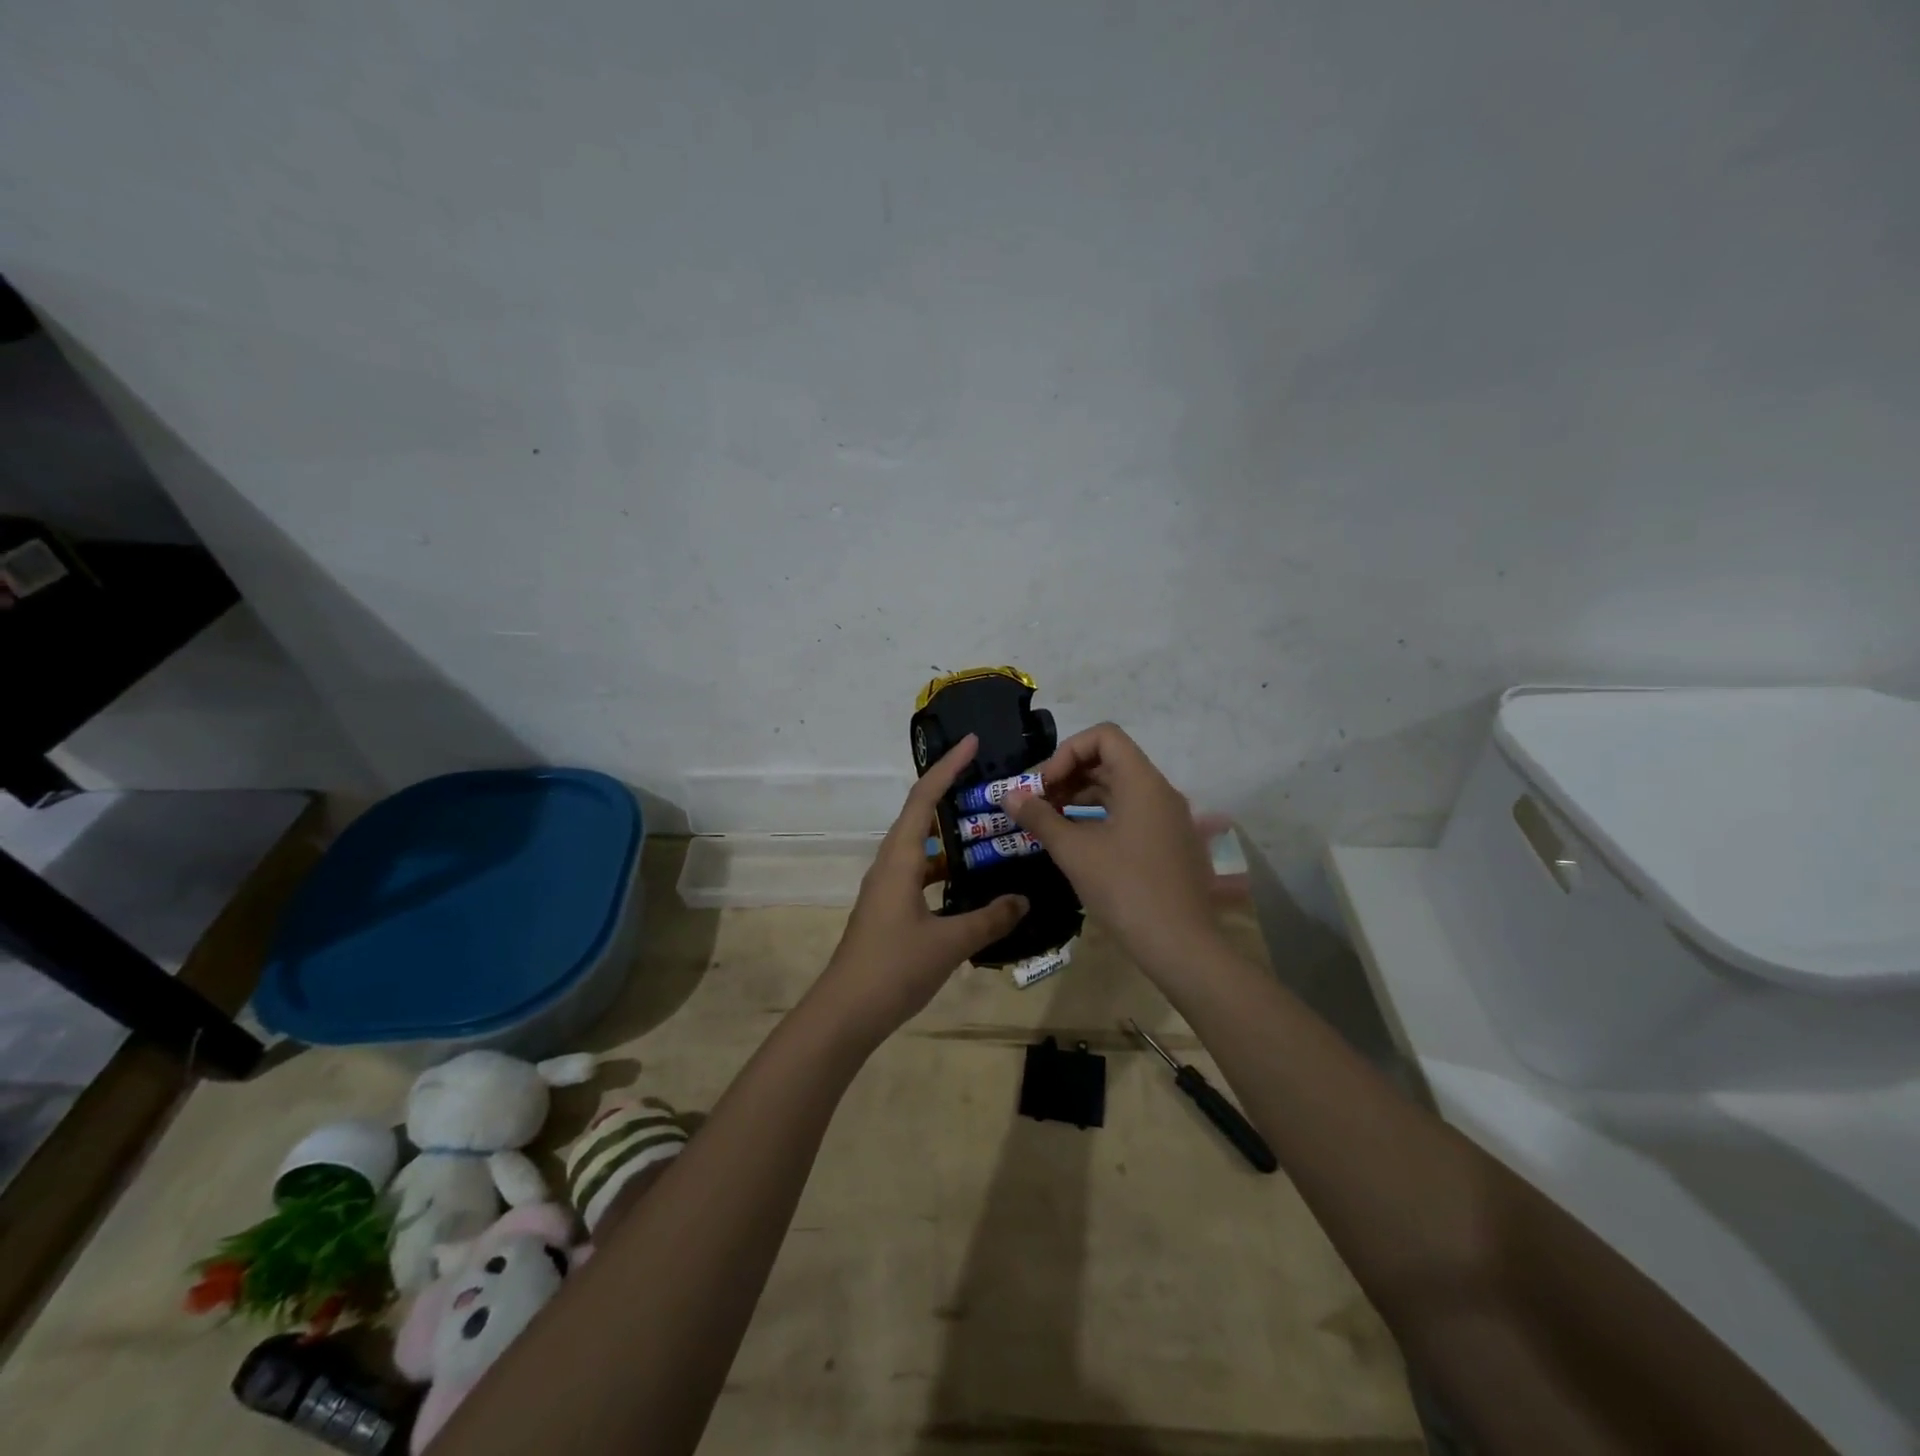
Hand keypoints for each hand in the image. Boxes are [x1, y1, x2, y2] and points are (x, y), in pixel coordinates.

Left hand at [811, 735, 1027, 1046]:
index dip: (947, 768)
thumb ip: (990, 919)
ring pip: (921, 846)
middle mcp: (890, 864)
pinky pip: (920, 872)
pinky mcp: (889, 908)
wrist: (846, 1012)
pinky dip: (945, 866)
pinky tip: (969, 880)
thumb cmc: (894, 967)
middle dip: (950, 792)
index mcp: (900, 859)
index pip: (924, 799)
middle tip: (988, 784)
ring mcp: (887, 887)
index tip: (971, 743)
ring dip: (950, 833)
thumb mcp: (949, 943)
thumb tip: (1023, 899)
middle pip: (920, 815)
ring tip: (986, 827)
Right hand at [1003, 723, 1220, 976]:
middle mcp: (1160, 791)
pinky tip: (1078, 843)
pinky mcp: (1169, 844)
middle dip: (1069, 775)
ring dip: (1082, 797)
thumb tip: (1008, 795)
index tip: (1045, 786)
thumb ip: (1039, 818)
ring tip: (1051, 823)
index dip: (1067, 752)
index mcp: (1142, 782)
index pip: (1103, 736)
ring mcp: (1168, 819)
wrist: (1181, 945)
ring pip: (1119, 789)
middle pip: (1110, 761)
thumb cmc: (1125, 889)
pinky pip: (1131, 813)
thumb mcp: (1074, 852)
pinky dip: (1101, 817)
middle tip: (1039, 804)